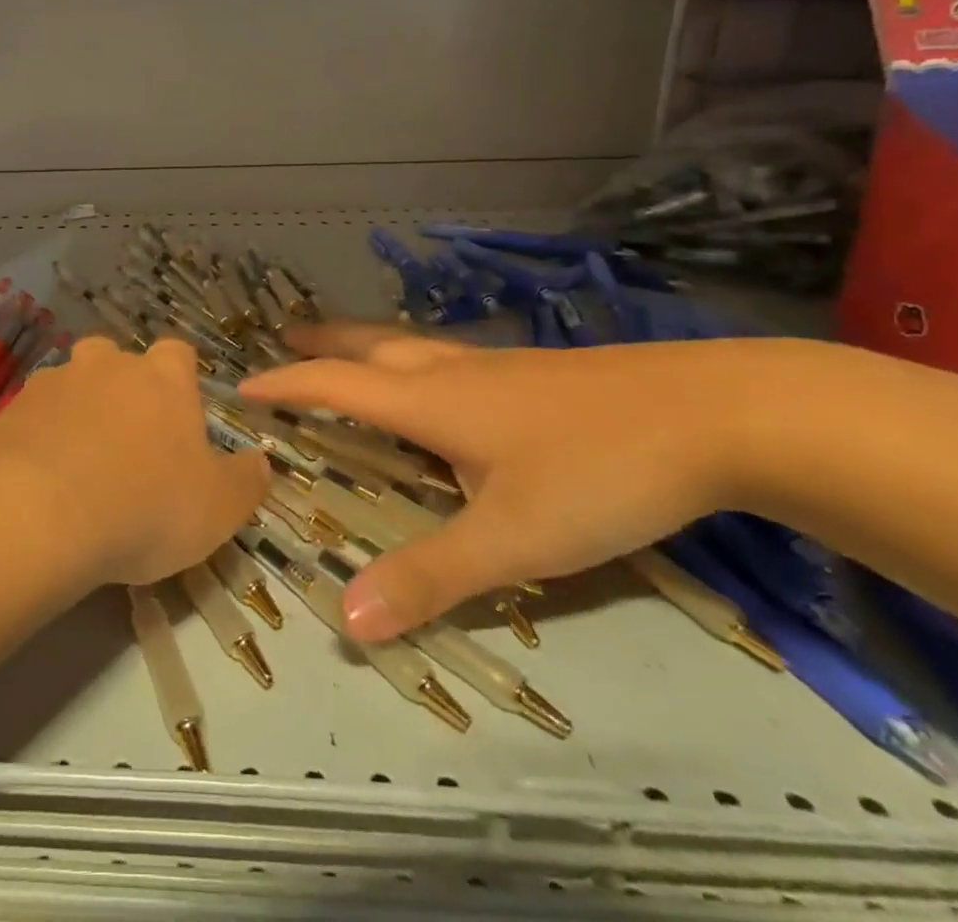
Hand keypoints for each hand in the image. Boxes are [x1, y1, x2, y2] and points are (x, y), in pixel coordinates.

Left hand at [0, 336, 268, 587]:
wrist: (38, 512)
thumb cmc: (146, 505)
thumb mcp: (218, 508)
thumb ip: (246, 481)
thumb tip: (261, 461)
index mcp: (162, 378)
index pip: (178, 354)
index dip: (180, 380)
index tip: (179, 417)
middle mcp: (108, 365)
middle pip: (117, 358)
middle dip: (122, 388)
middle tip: (126, 439)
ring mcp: (54, 382)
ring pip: (71, 383)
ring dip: (77, 410)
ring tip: (78, 462)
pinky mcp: (10, 410)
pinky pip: (33, 415)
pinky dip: (39, 436)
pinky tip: (40, 478)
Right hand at [239, 322, 818, 641]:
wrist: (714, 413)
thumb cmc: (598, 472)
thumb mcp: (514, 539)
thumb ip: (431, 577)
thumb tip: (347, 621)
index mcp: (430, 401)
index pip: (335, 385)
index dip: (286, 384)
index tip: (243, 385)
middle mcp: (451, 372)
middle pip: (369, 347)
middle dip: (322, 343)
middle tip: (286, 336)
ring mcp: (497, 366)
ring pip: (410, 345)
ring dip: (366, 345)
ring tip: (347, 350)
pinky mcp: (535, 372)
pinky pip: (447, 356)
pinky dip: (413, 359)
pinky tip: (443, 381)